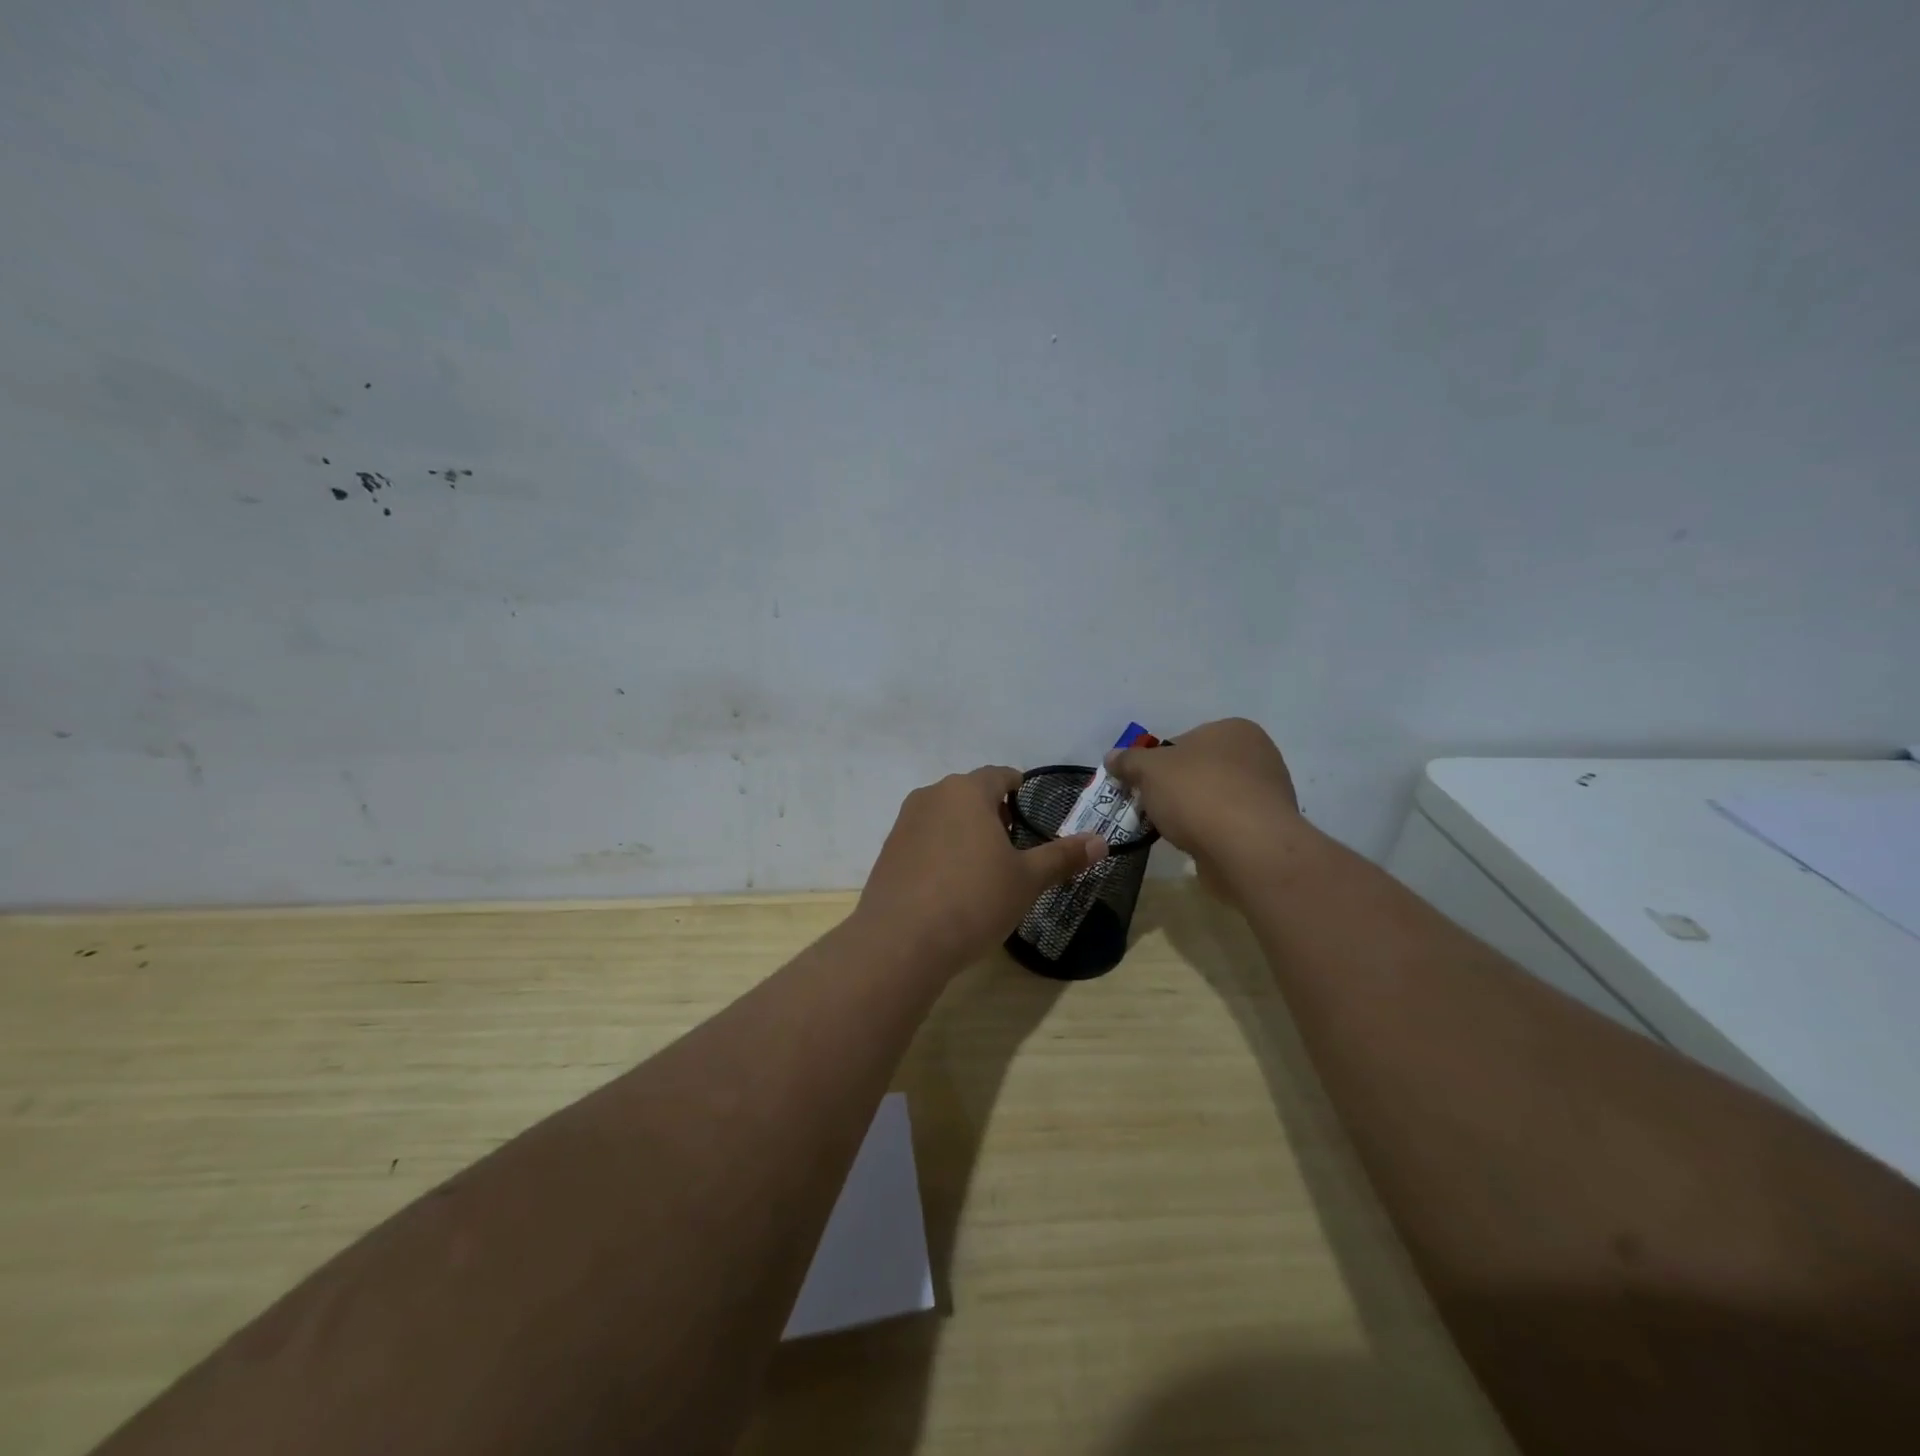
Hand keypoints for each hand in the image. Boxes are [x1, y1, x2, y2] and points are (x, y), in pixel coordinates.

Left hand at [855, 766, 1106, 972]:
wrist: (902, 941)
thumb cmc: (974, 900)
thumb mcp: (1027, 880)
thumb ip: (1062, 856)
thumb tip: (1101, 841)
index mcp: (967, 791)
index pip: (999, 775)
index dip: (1018, 788)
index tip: (1030, 808)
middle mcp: (931, 796)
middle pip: (969, 793)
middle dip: (992, 812)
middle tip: (1013, 844)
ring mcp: (904, 823)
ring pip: (944, 815)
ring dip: (964, 830)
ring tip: (983, 866)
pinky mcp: (888, 851)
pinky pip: (923, 839)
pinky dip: (940, 850)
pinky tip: (950, 884)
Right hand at [1105, 719, 1304, 888]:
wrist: (1248, 849)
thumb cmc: (1198, 794)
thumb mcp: (1149, 770)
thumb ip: (1129, 761)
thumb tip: (1112, 757)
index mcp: (1233, 729)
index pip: (1183, 741)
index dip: (1157, 762)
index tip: (1142, 785)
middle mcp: (1258, 755)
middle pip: (1199, 770)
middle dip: (1174, 789)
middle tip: (1151, 808)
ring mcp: (1268, 794)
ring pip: (1213, 798)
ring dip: (1192, 812)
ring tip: (1171, 831)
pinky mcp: (1268, 829)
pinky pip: (1227, 825)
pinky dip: (1210, 833)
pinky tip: (1195, 845)